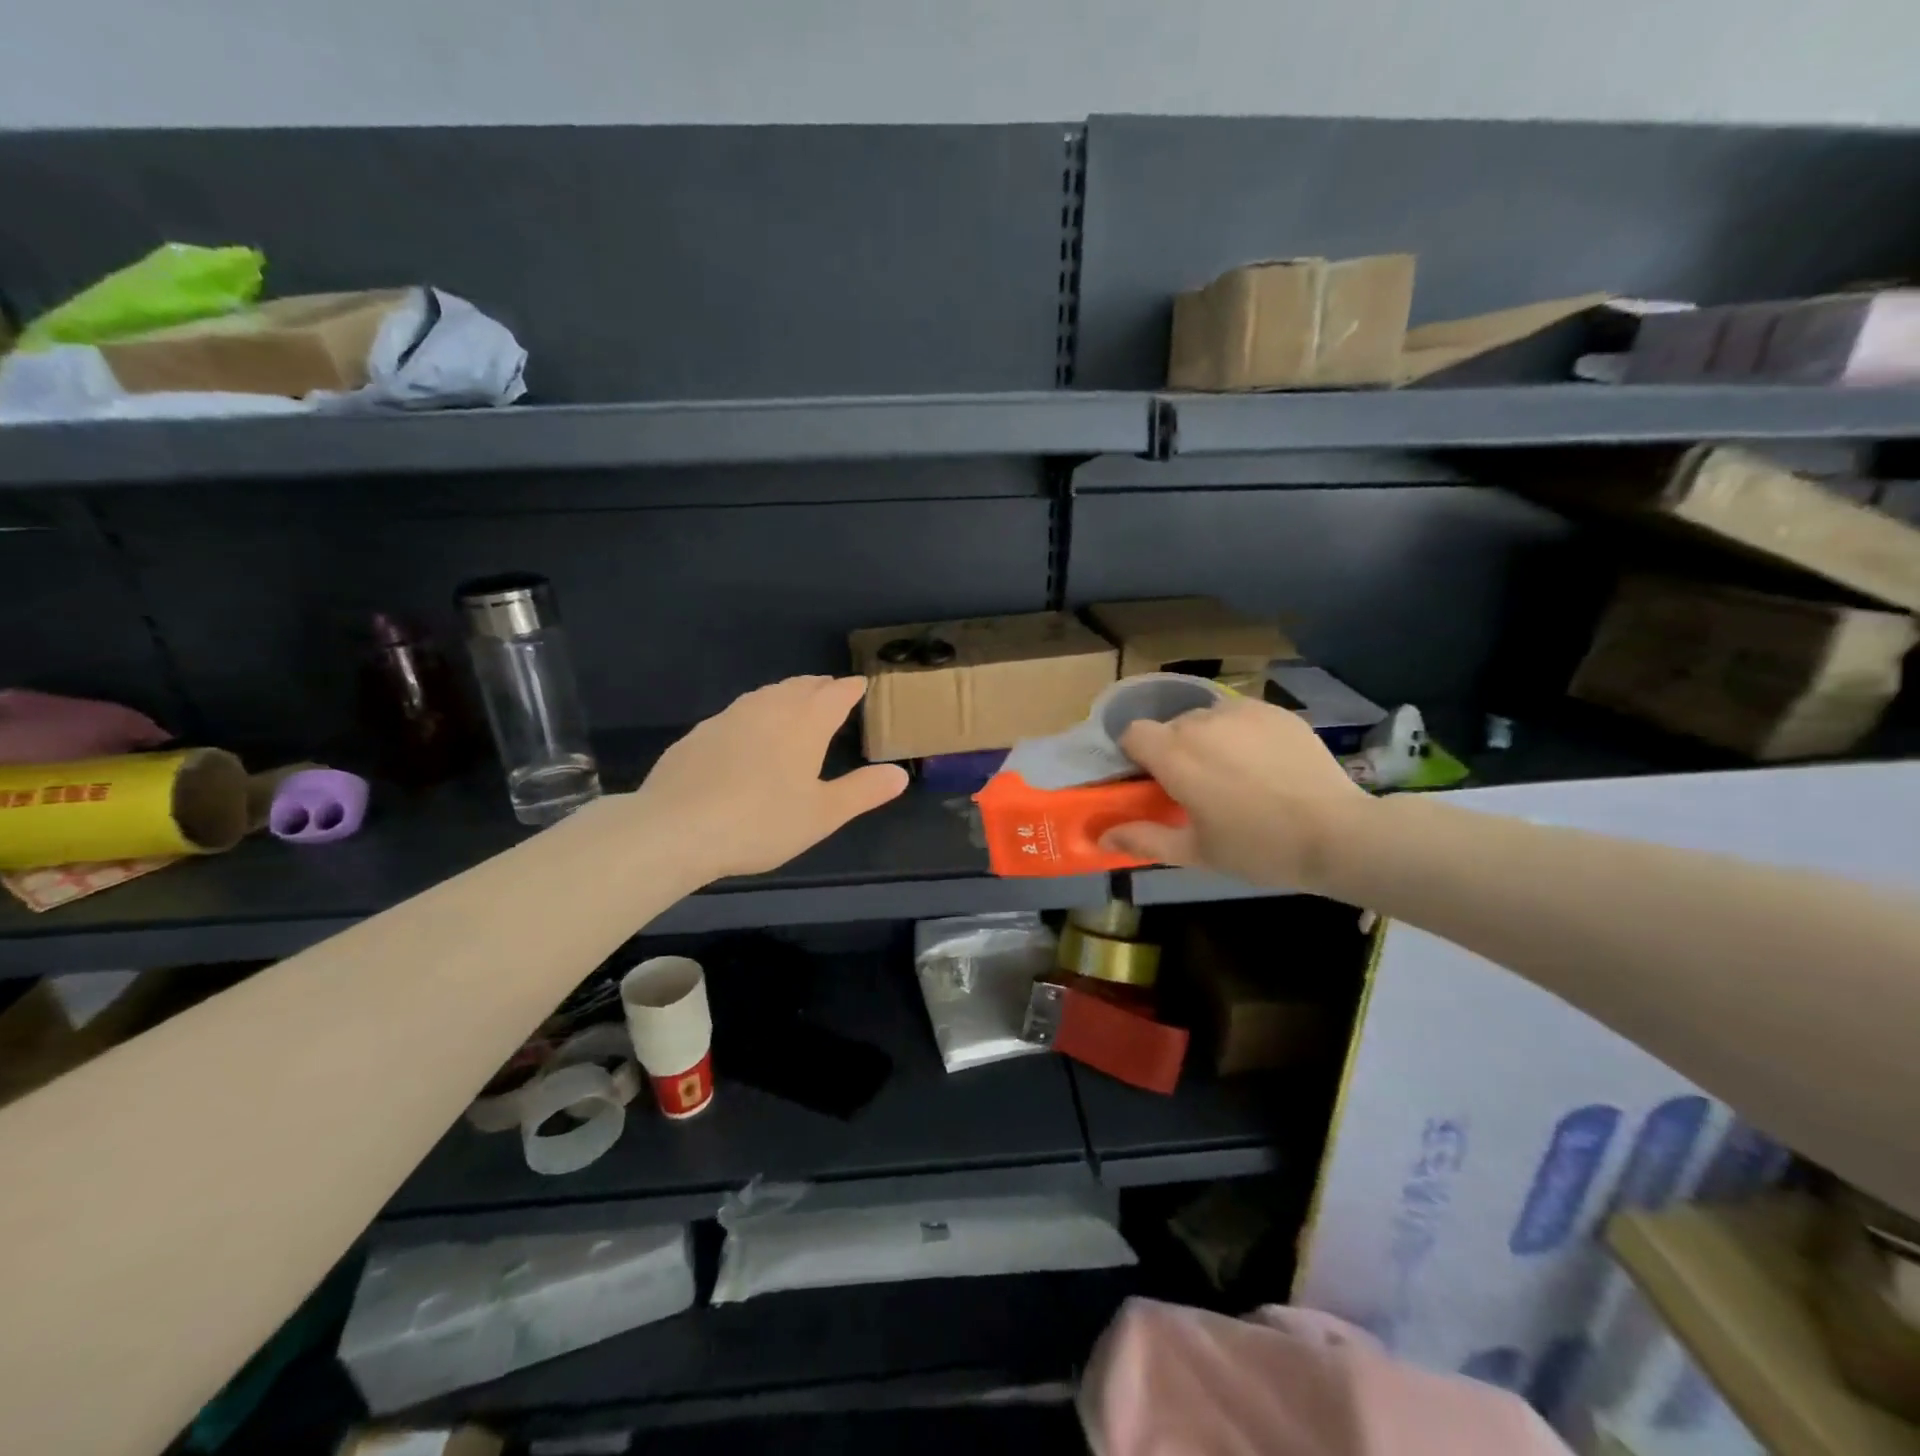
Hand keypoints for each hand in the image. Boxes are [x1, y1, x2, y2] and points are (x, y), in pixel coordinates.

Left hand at [630, 676, 906, 884]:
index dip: (851, 689)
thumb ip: (863, 791)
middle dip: (820, 686)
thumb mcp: (822, 814)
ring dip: (787, 693)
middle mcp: (768, 709)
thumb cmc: (760, 822)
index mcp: (804, 723)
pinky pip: (738, 711)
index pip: (835, 694)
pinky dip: (755, 712)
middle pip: (800, 687)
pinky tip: (749, 731)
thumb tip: (900, 773)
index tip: (861, 686)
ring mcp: (729, 717)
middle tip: (832, 690)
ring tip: (795, 702)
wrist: (674, 828)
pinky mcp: (699, 733)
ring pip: (766, 694)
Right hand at [1098, 695, 1374, 891]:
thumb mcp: (1195, 852)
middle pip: (1170, 726)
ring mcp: (1241, 711)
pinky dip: (1241, 734)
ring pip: (1206, 718)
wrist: (1337, 833)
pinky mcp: (1275, 711)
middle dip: (1174, 750)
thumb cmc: (1257, 847)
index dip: (1136, 755)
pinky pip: (1241, 716)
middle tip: (1198, 787)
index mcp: (1174, 754)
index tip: (1153, 781)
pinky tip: (1265, 764)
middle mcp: (1201, 721)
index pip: (1132, 732)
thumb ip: (1143, 839)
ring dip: (1208, 740)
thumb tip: (1102, 838)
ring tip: (1235, 774)